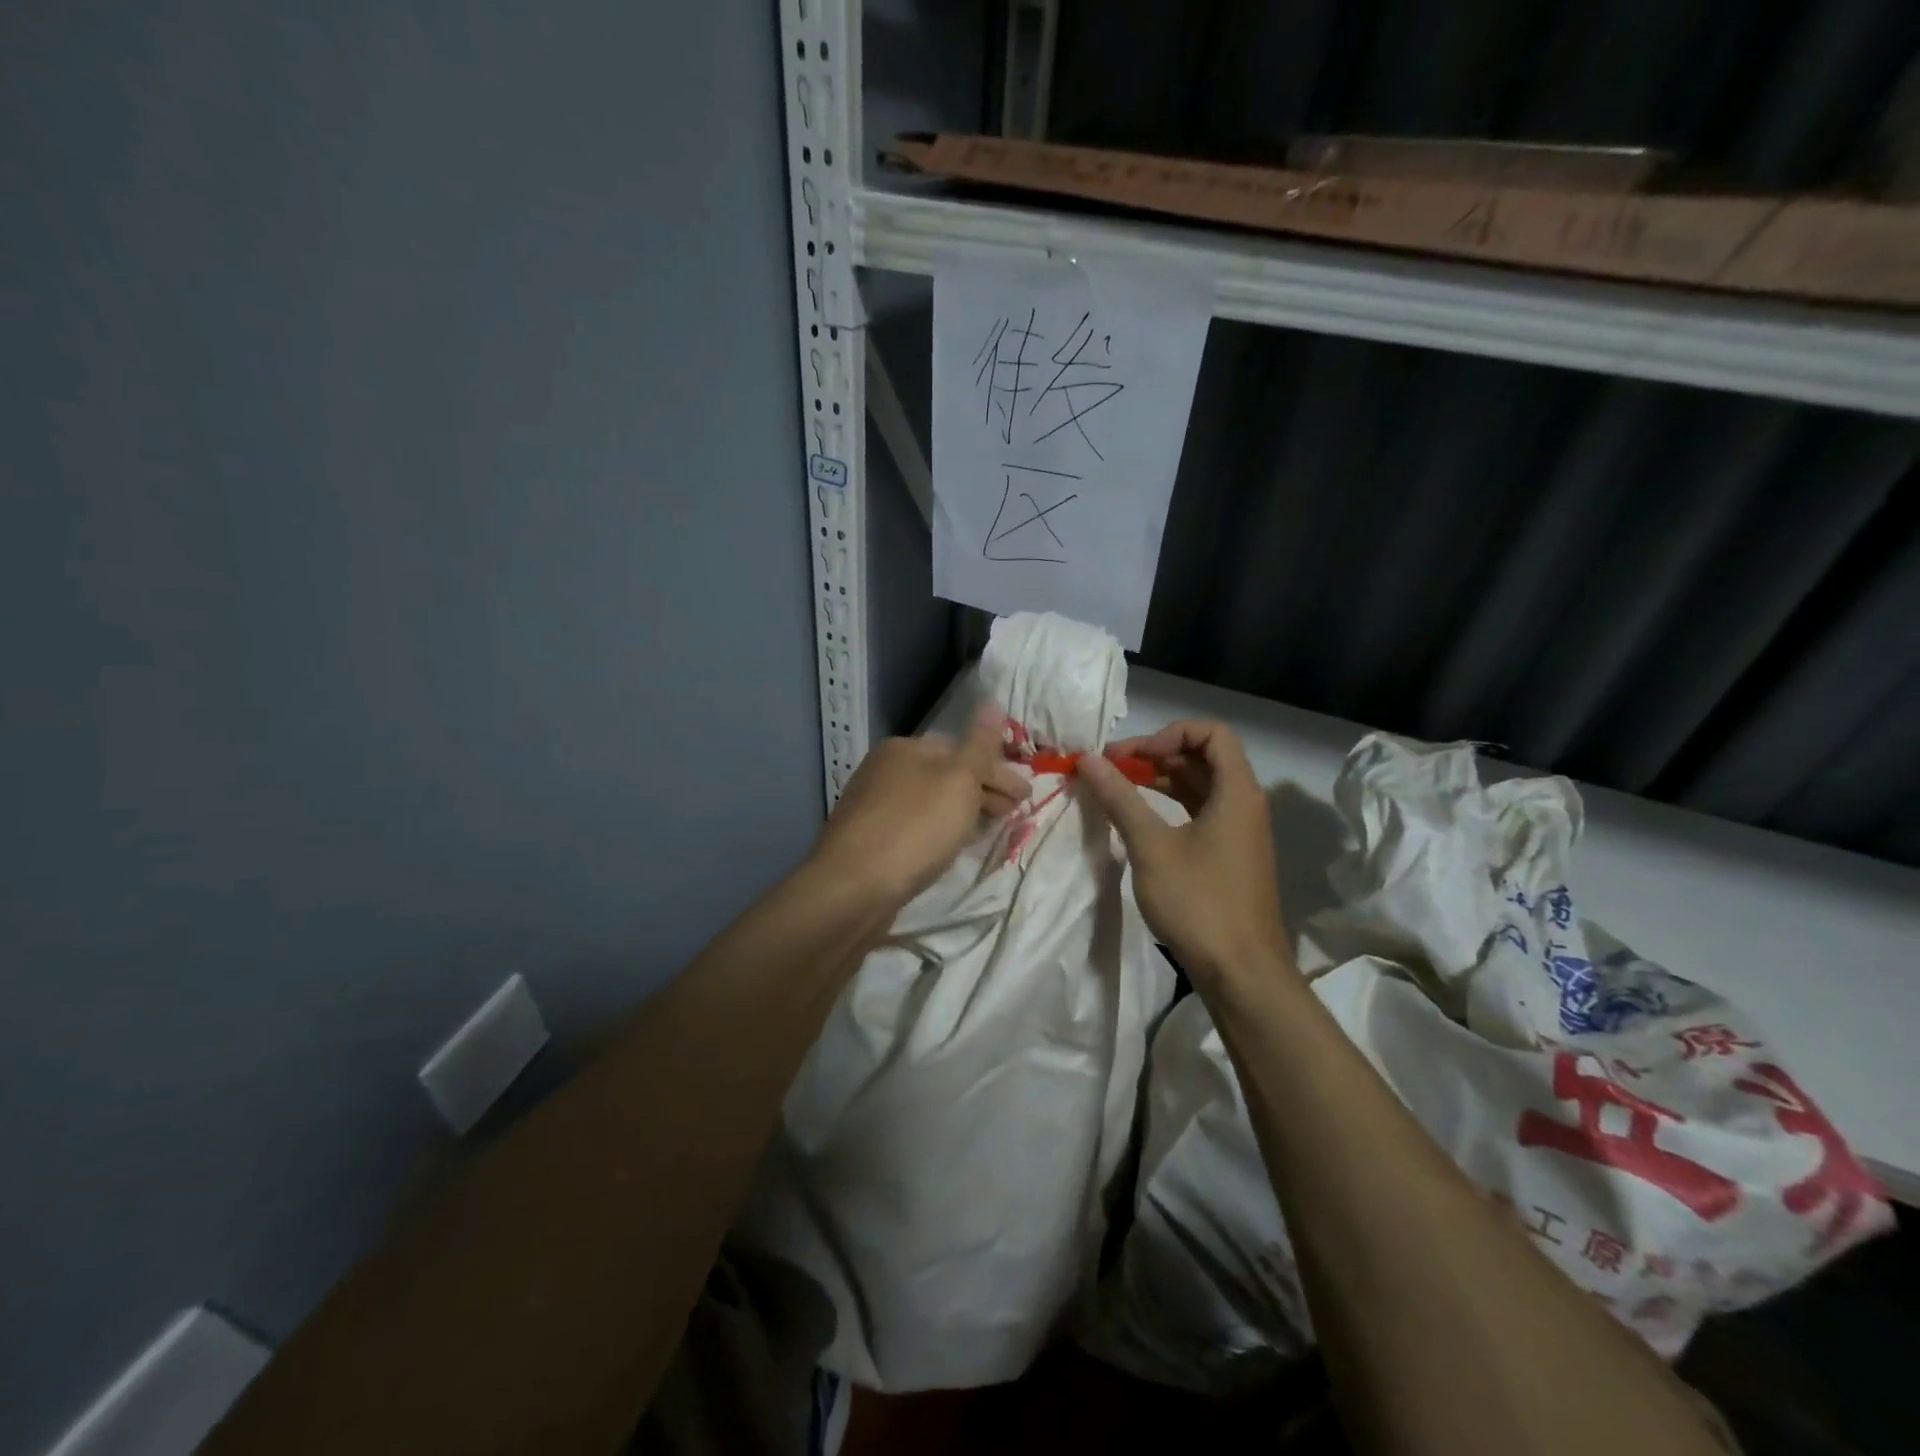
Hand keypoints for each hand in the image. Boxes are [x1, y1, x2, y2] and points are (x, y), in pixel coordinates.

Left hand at [808, 704, 1029, 907]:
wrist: (853, 887)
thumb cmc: (914, 828)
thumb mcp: (958, 781)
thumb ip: (980, 745)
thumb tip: (992, 703)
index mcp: (905, 748)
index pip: (963, 749)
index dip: (998, 771)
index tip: (1026, 797)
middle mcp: (885, 769)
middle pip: (946, 774)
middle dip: (983, 791)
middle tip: (1013, 815)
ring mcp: (873, 804)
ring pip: (931, 801)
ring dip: (963, 812)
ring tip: (987, 832)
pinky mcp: (868, 838)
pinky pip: (916, 825)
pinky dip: (939, 830)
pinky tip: (950, 847)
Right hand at [1079, 720, 1291, 985]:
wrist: (1241, 973)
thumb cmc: (1198, 902)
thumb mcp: (1151, 846)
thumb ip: (1120, 798)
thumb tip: (1089, 759)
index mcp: (1237, 792)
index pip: (1212, 732)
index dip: (1168, 733)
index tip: (1131, 757)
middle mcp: (1244, 803)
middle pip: (1204, 757)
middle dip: (1156, 754)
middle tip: (1112, 768)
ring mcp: (1239, 831)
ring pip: (1200, 786)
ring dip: (1161, 780)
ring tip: (1118, 788)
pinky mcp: (1230, 855)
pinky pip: (1201, 812)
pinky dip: (1170, 805)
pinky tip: (1140, 819)